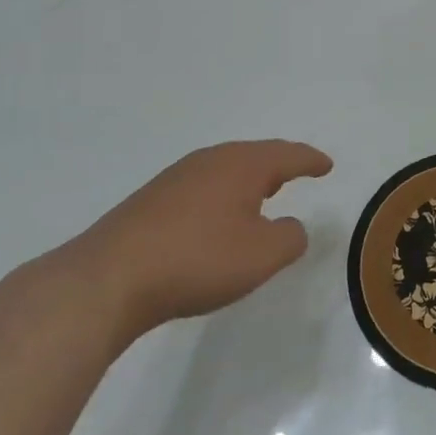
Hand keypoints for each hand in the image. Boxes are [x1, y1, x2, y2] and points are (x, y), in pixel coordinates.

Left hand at [67, 140, 331, 341]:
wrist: (108, 279)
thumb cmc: (198, 259)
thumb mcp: (262, 255)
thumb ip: (290, 238)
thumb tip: (290, 227)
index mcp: (242, 165)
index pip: (287, 155)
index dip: (310, 160)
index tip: (327, 165)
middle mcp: (210, 161)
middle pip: (254, 155)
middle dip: (278, 164)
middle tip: (298, 172)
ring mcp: (175, 179)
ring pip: (224, 170)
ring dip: (248, 181)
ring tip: (262, 194)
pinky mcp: (150, 202)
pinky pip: (201, 188)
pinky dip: (221, 196)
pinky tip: (217, 218)